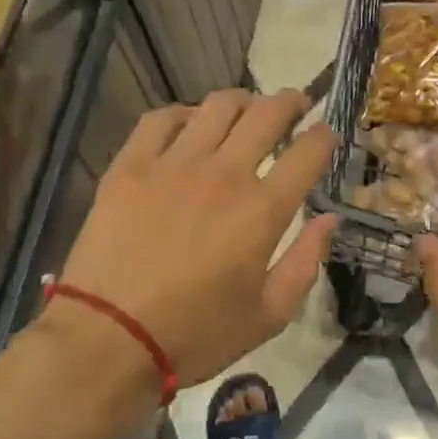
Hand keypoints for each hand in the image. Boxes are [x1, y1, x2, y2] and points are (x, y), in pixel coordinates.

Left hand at [55, 90, 338, 393]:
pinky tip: (188, 125)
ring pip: (217, 106)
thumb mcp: (269, 315)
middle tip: (296, 106)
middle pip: (267, 114)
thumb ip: (306, 261)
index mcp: (263, 210)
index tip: (327, 135)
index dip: (325, 136)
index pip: (308, 152)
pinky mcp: (130, 166)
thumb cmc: (196, 335)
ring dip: (242, 100)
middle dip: (291, 102)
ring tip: (245, 109)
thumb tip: (329, 218)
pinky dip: (183, 113)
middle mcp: (224, 173)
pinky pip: (160, 119)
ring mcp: (173, 164)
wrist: (108, 338)